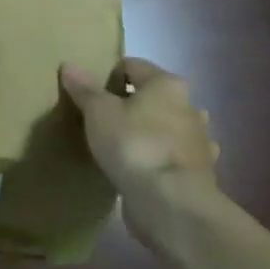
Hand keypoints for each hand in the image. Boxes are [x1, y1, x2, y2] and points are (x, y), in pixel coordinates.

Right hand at [60, 57, 220, 250]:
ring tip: (125, 146)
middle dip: (133, 105)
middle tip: (105, 121)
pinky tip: (145, 170)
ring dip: (153, 132)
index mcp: (166, 84)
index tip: (90, 96)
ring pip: (169, 126)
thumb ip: (85, 89)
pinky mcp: (200, 173)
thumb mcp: (98, 112)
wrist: (171, 202)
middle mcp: (190, 106)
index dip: (108, 76)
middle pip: (155, 96)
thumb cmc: (133, 145)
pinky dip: (162, 159)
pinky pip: (175, 157)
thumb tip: (69, 65)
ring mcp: (199, 141)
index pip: (132, 65)